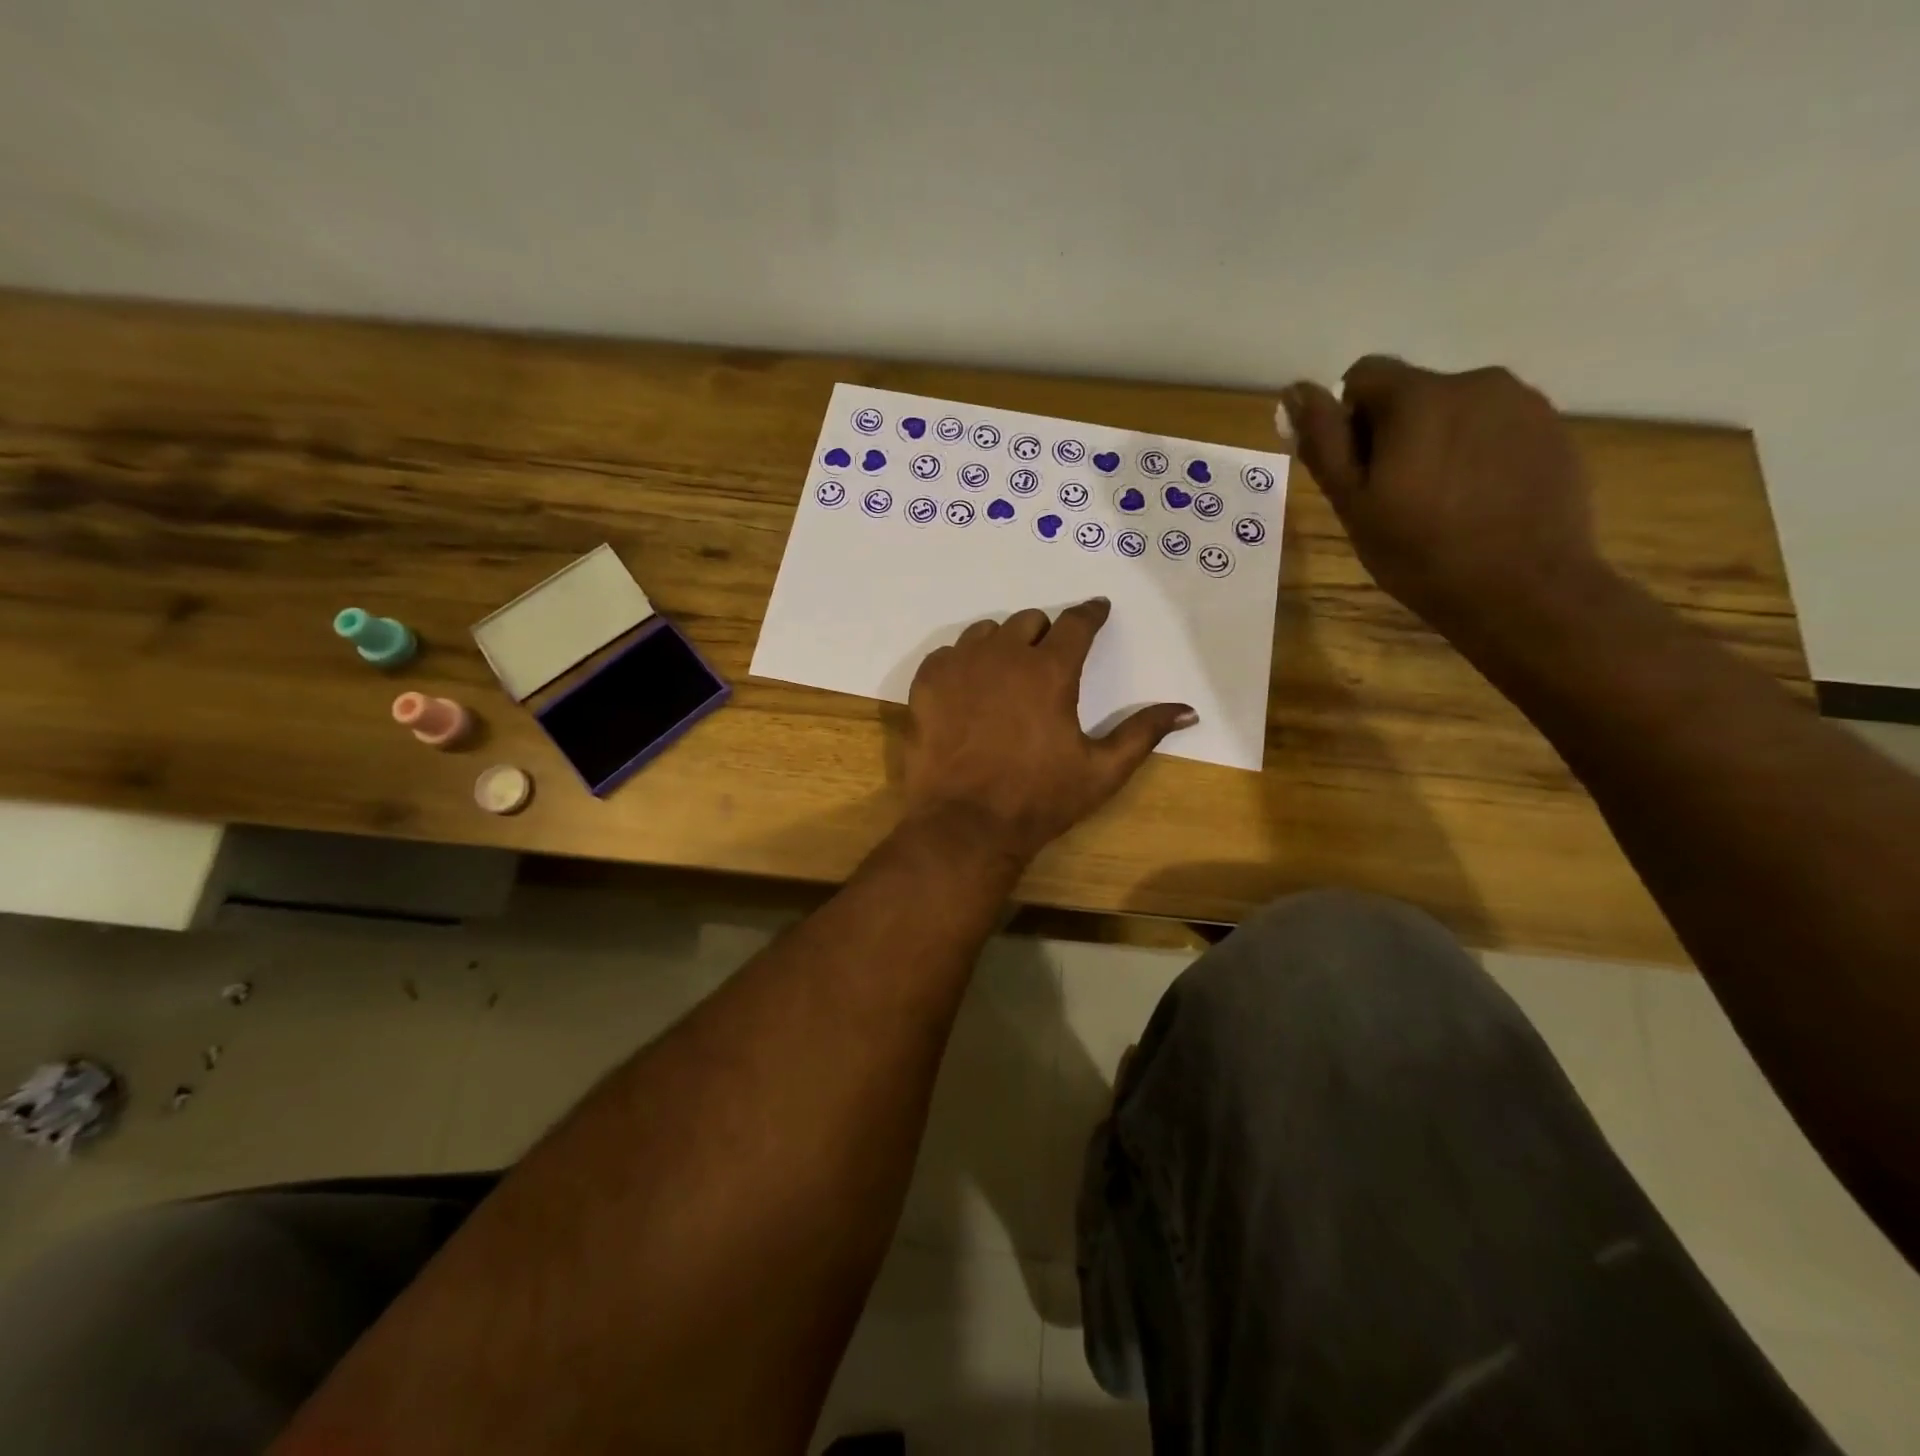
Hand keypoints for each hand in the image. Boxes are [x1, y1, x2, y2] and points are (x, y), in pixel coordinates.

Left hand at [901, 599, 1195, 862]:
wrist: (965, 825)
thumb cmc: (1039, 800)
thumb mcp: (1102, 771)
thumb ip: (1143, 733)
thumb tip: (1187, 709)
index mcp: (1050, 671)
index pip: (1076, 623)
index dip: (1091, 613)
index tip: (1097, 609)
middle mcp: (1004, 655)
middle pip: (1029, 621)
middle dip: (1044, 634)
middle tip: (1048, 660)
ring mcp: (959, 666)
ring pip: (986, 633)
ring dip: (1002, 645)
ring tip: (1006, 675)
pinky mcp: (926, 683)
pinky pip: (948, 654)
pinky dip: (962, 663)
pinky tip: (968, 690)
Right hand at [1280, 358, 1612, 643]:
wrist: (1523, 589)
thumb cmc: (1420, 552)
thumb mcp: (1353, 503)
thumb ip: (1324, 441)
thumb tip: (1294, 391)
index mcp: (1418, 397)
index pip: (1363, 376)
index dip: (1349, 421)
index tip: (1357, 470)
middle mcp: (1475, 381)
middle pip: (1413, 392)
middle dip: (1395, 432)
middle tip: (1395, 497)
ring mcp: (1523, 403)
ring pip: (1456, 410)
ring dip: (1438, 441)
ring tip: (1442, 502)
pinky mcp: (1553, 429)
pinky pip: (1497, 428)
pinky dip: (1478, 454)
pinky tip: (1480, 502)